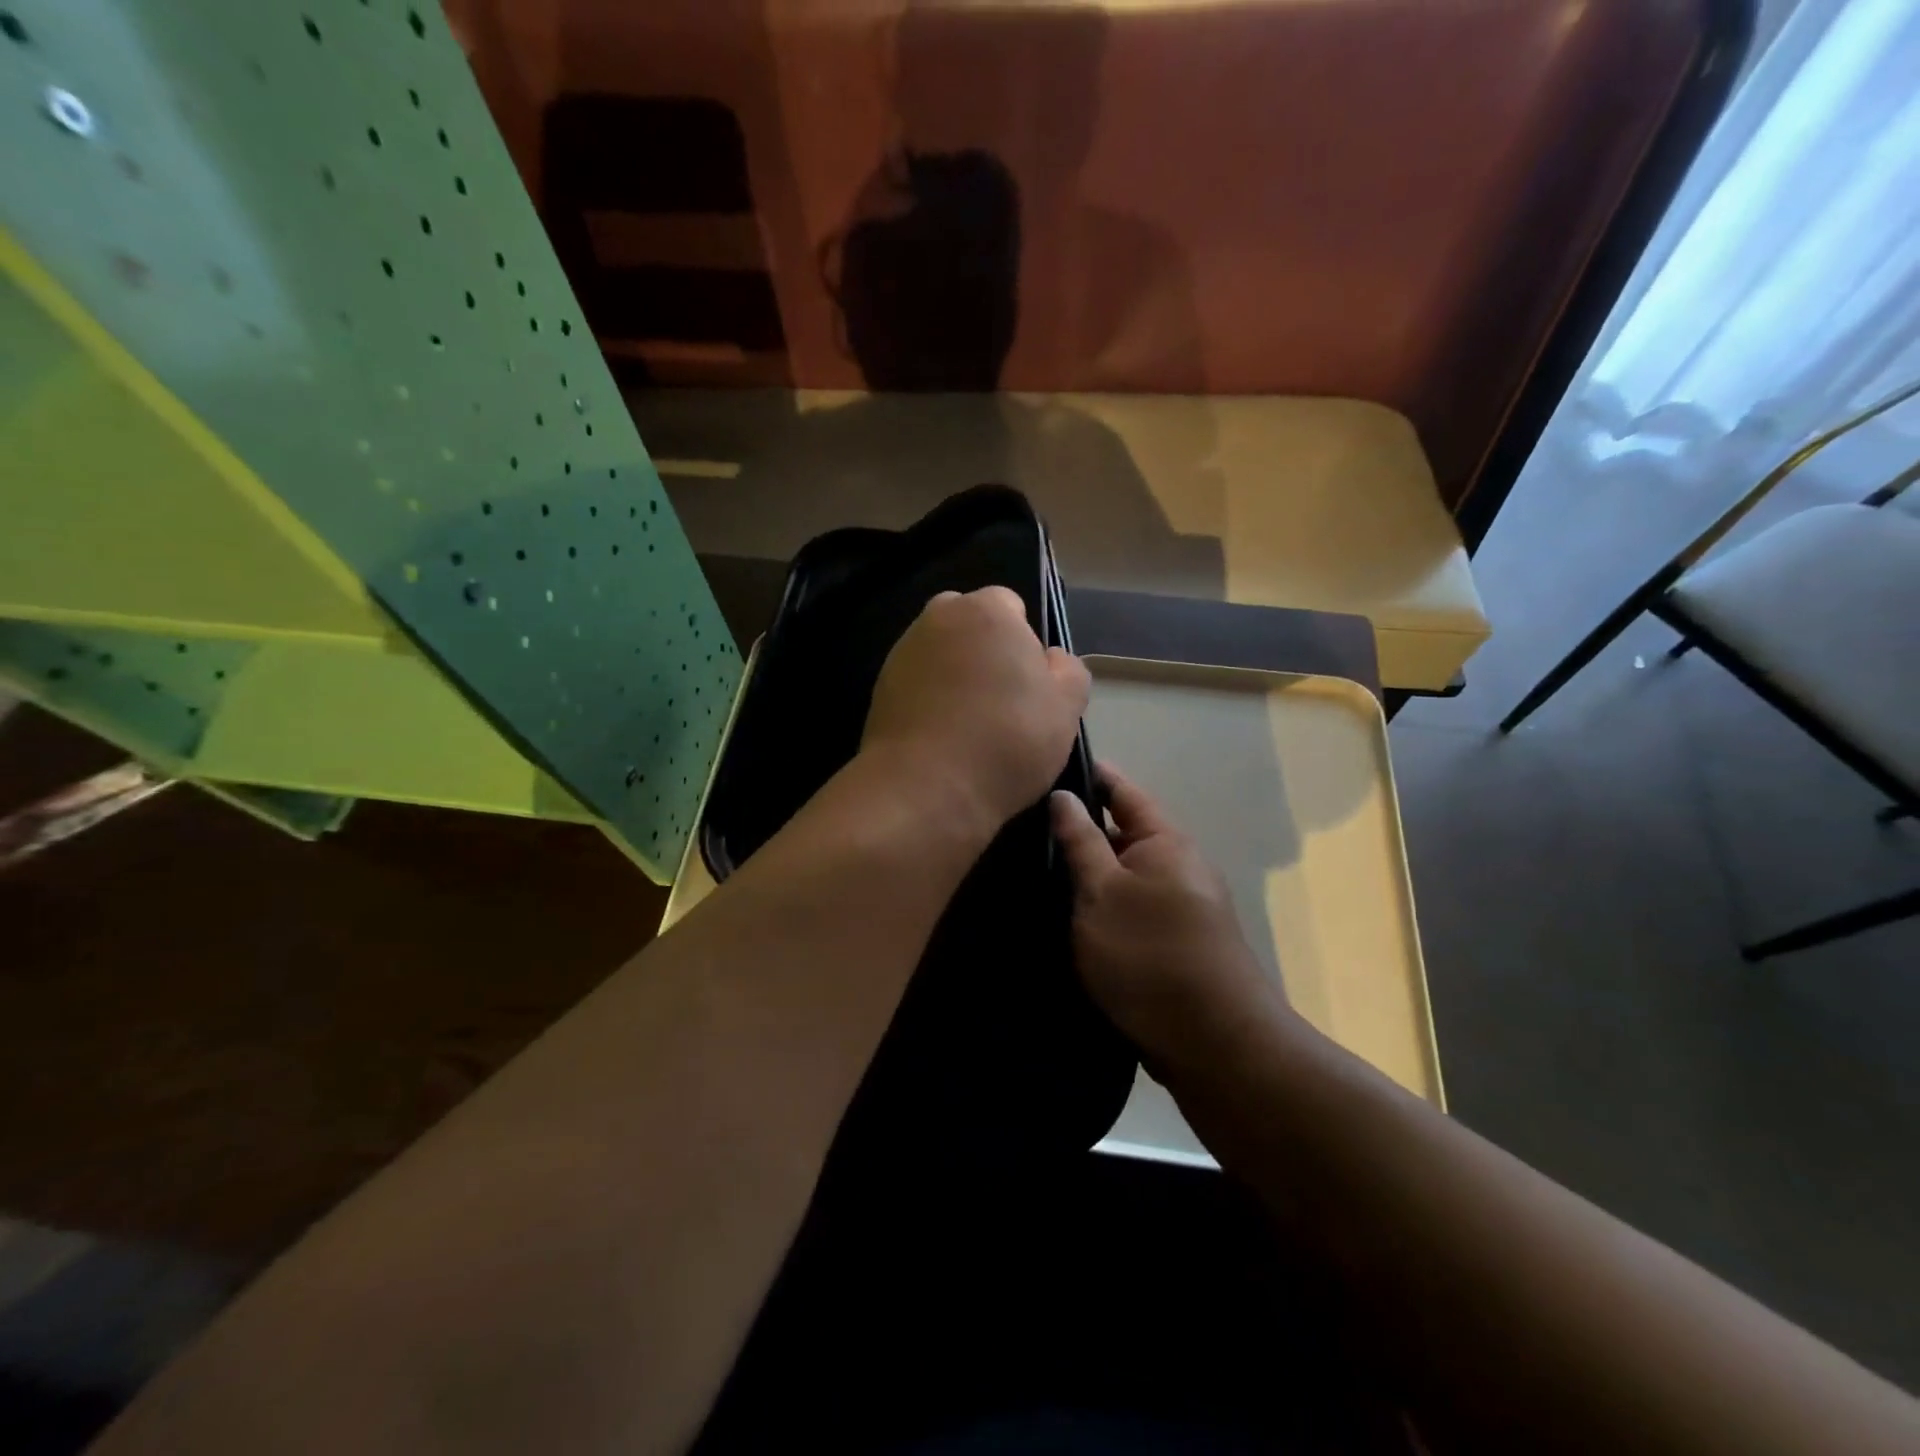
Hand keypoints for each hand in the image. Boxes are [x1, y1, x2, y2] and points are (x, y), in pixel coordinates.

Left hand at [863, 587, 1089, 831]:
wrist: (925, 787)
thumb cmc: (1007, 740)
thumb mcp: (1067, 707)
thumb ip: (1068, 670)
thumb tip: (1050, 660)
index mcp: (986, 610)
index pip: (1011, 607)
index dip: (1025, 644)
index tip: (1029, 686)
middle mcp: (938, 618)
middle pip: (970, 625)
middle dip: (986, 652)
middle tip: (1002, 704)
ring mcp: (903, 652)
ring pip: (941, 655)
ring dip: (956, 677)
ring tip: (970, 727)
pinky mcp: (880, 688)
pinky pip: (917, 685)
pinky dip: (930, 701)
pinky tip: (943, 738)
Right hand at [1051, 765, 1287, 1069]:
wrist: (1214, 1043)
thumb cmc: (1151, 955)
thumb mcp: (1103, 893)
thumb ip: (1080, 842)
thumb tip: (1062, 794)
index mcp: (1165, 841)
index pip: (1121, 790)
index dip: (1086, 775)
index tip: (1041, 767)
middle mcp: (1177, 865)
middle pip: (1119, 833)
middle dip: (1075, 830)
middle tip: (1018, 827)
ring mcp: (1177, 905)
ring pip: (1119, 875)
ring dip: (1083, 874)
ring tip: (1028, 868)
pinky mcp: (1170, 942)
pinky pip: (1127, 909)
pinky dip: (1097, 906)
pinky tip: (1059, 915)